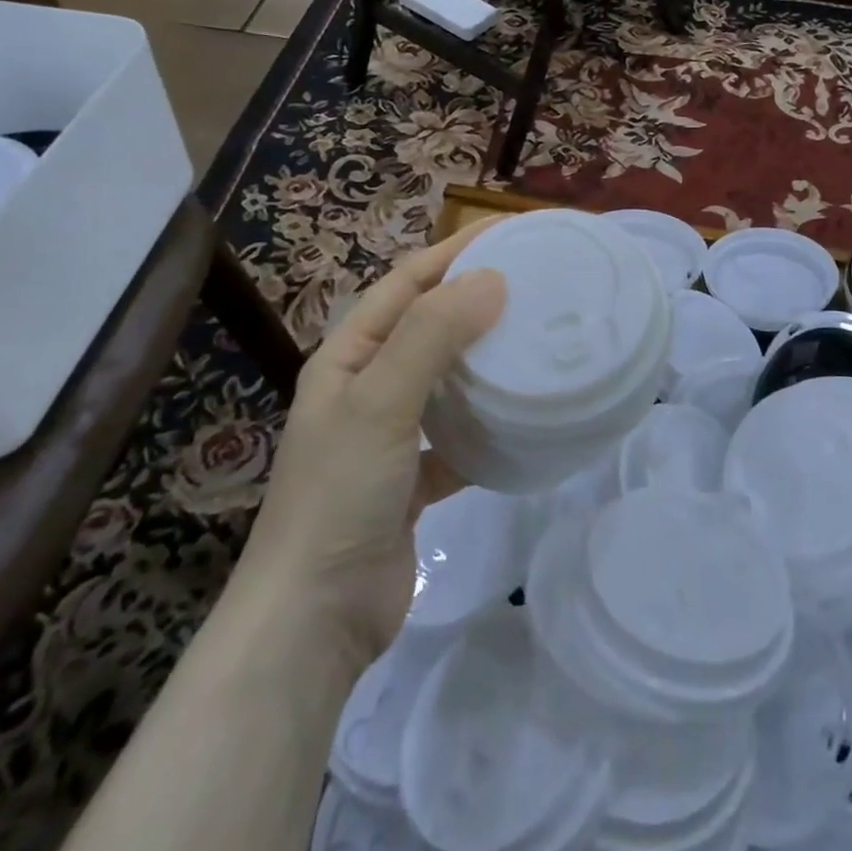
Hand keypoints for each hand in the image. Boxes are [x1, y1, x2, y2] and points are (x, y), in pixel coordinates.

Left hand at [238, 223, 505, 659]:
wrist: (314, 619)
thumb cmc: (339, 495)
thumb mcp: (381, 403)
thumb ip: (432, 336)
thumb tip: (491, 279)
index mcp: (349, 357)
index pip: (407, 282)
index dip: (455, 250)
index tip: (512, 231)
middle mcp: (367, 387)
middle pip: (428, 325)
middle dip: (475, 297)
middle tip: (535, 281)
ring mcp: (390, 435)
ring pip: (446, 379)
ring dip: (484, 359)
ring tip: (537, 338)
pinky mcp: (413, 479)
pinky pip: (459, 436)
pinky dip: (488, 425)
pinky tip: (525, 418)